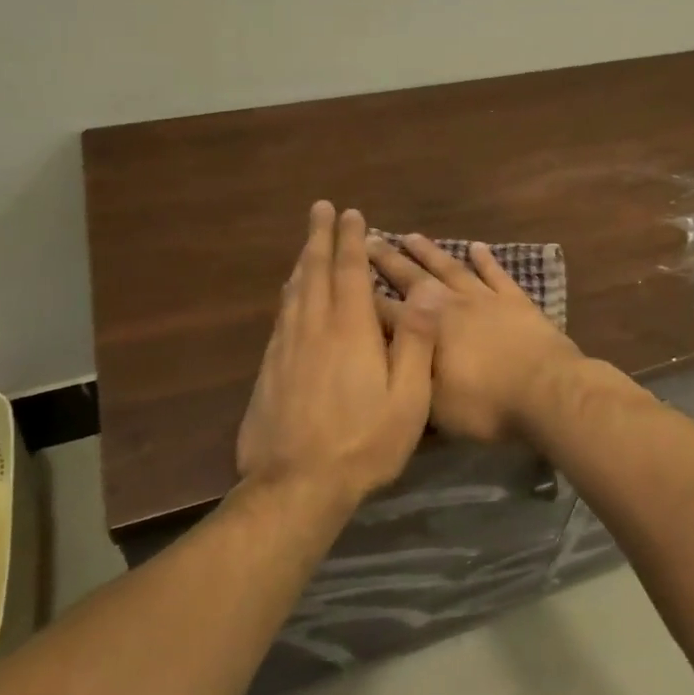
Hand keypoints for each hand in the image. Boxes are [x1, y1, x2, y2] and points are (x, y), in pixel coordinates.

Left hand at [236, 203, 437, 500]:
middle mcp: (313, 329)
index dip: (351, 240)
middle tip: (319, 208)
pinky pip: (281, 317)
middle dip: (318, 237)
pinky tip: (290, 296)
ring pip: (293, 292)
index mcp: (350, 331)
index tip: (350, 213)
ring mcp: (285, 349)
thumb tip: (425, 292)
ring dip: (302, 262)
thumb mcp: (408, 398)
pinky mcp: (268, 370)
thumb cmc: (364, 442)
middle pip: (313, 272)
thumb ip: (416, 342)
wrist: (296, 486)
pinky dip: (289, 295)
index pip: (349, 272)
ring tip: (307, 244)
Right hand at [367, 234, 583, 441]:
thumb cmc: (485, 404)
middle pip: (412, 278)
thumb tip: (380, 361)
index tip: (343, 276)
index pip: (385, 310)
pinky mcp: (516, 300)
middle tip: (368, 239)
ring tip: (410, 235)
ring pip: (450, 267)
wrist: (546, 390)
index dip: (363, 296)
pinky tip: (476, 246)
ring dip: (429, 252)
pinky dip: (485, 259)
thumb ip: (406, 378)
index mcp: (426, 328)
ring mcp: (485, 298)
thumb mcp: (433, 404)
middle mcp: (450, 304)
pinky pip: (496, 273)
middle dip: (388, 260)